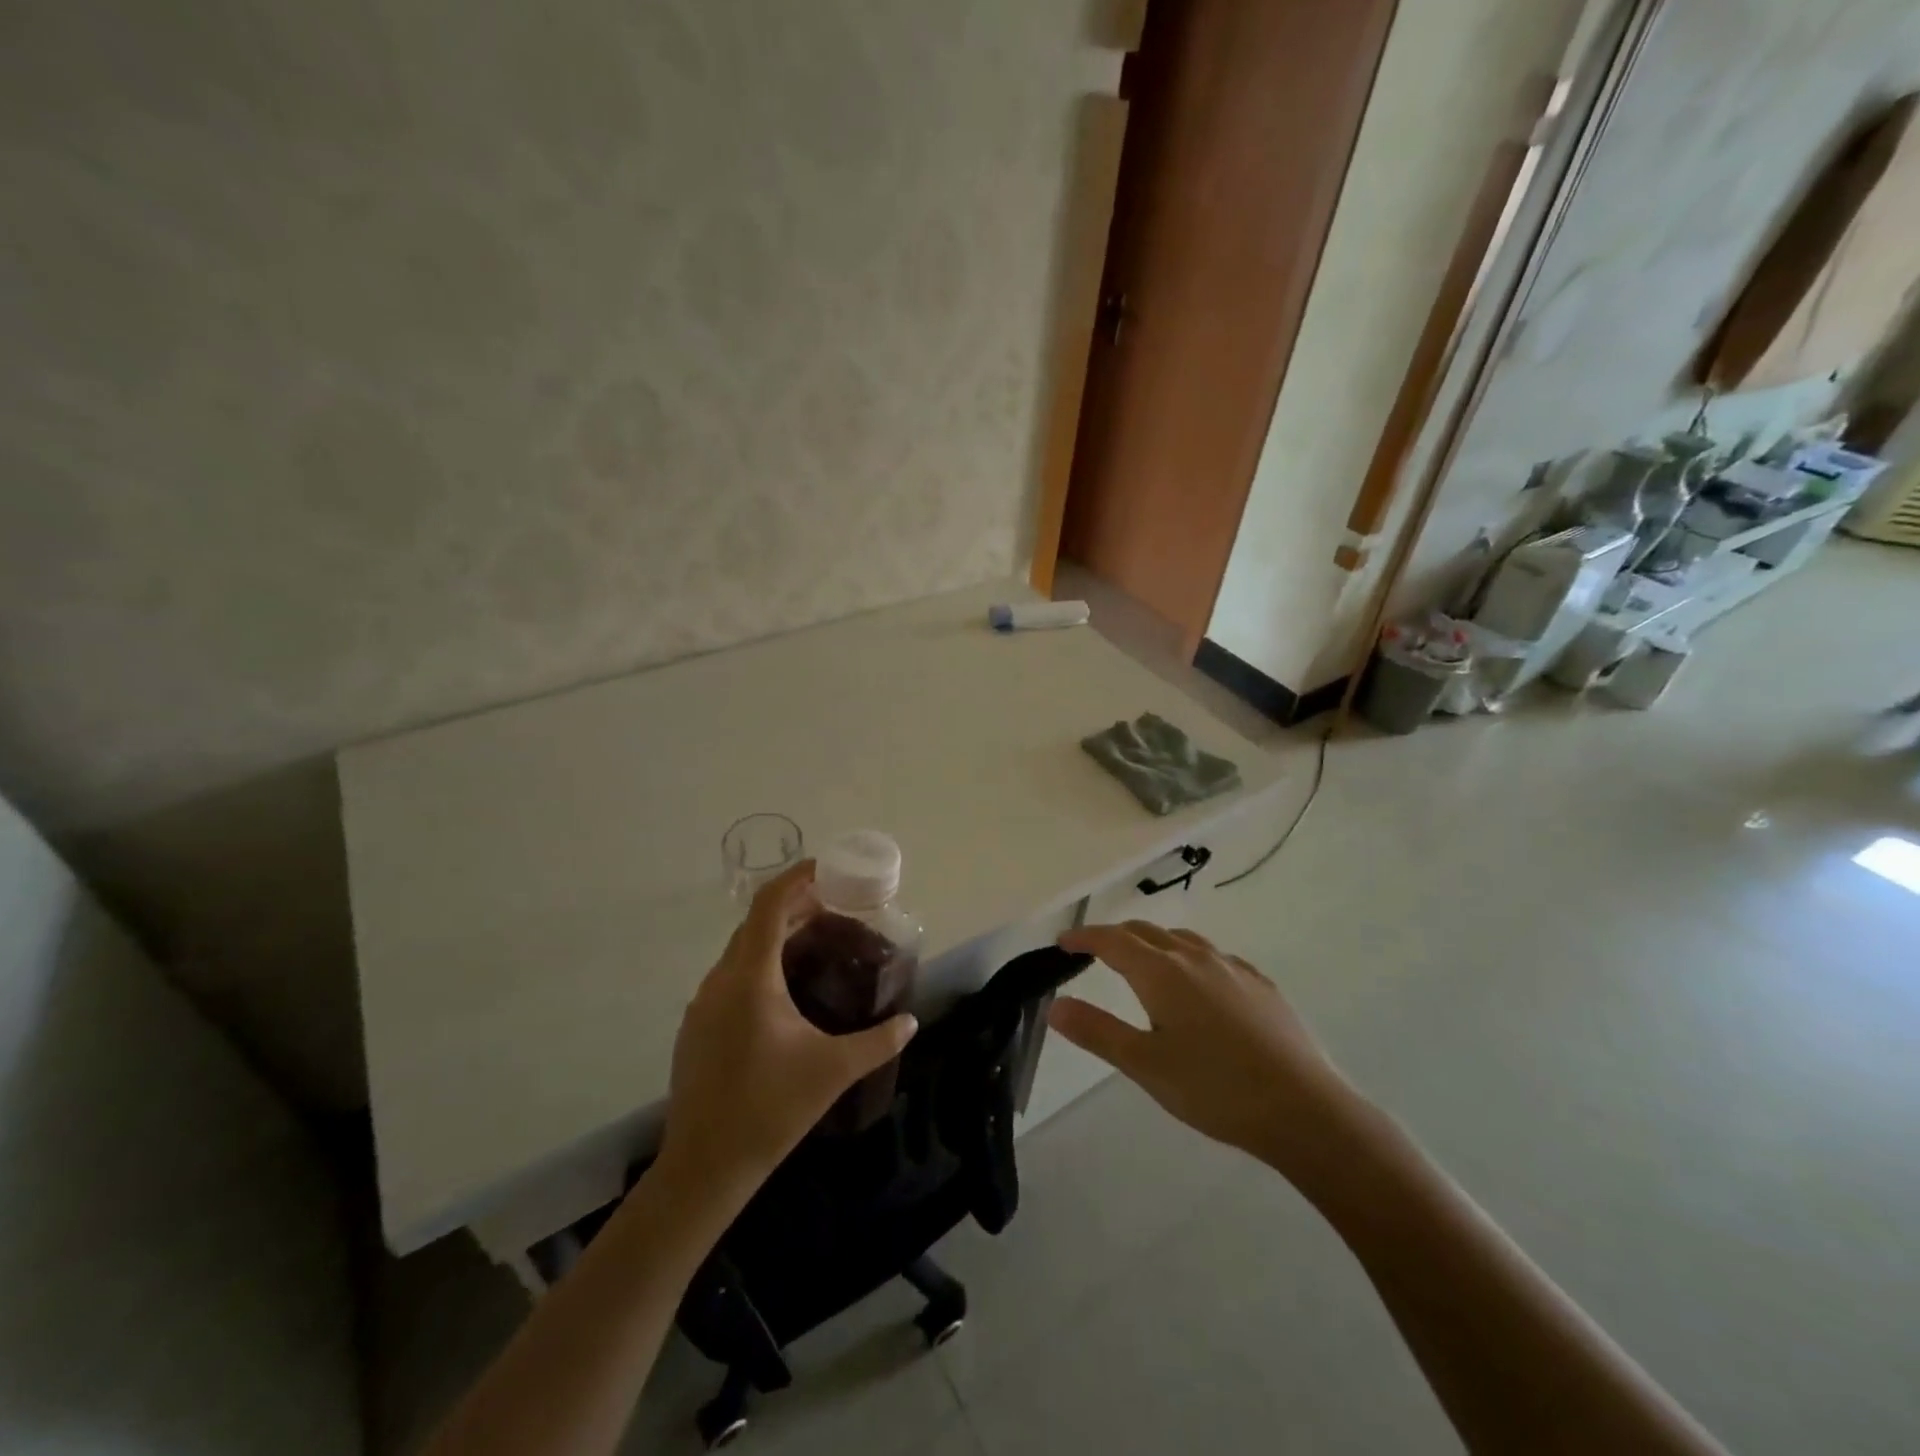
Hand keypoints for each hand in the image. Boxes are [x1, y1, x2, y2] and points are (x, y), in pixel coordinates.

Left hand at [657, 861, 917, 1198]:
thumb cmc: (771, 1109)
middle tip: (834, 909)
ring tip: (813, 944)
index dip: (795, 879)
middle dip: (793, 907)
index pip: (769, 906)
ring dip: (775, 937)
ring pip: (740, 951)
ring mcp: (702, 1005)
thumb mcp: (834, 1071)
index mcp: (751, 979)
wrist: (705, 1167)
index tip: (825, 869)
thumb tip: (911, 1022)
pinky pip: (730, 977)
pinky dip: (759, 965)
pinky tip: (783, 992)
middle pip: (755, 924)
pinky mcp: (696, 1027)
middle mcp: (720, 981)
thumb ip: (878, 1042)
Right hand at [1050, 922, 1358, 1177]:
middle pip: (1146, 931)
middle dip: (1115, 935)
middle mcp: (1195, 958)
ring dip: (1153, 941)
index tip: (1062, 941)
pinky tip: (1199, 982)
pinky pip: (1214, 956)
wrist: (1304, 1109)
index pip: (1112, 940)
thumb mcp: (1145, 1065)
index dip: (1084, 937)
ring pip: (1182, 939)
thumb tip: (1055, 1005)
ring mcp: (1232, 968)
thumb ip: (1097, 1031)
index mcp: (1162, 973)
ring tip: (1143, 960)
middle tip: (1094, 951)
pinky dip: (1190, 956)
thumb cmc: (1215, 1089)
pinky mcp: (1261, 984)